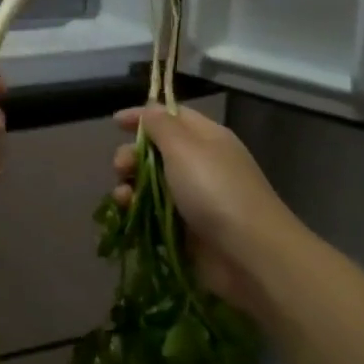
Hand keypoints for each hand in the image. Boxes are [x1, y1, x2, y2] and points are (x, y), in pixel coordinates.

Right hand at [111, 105, 310, 317]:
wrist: (249, 254)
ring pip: (150, 184)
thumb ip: (161, 125)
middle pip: (156, 151)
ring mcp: (193, 199)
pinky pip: (153, 213)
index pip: (171, 116)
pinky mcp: (185, 229)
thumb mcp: (184, 148)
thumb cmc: (215, 191)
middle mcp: (200, 164)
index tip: (115, 122)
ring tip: (123, 197)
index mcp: (206, 138)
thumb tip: (150, 108)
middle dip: (132, 155)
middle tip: (121, 167)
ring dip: (130, 185)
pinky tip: (128, 214)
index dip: (143, 116)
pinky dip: (137, 211)